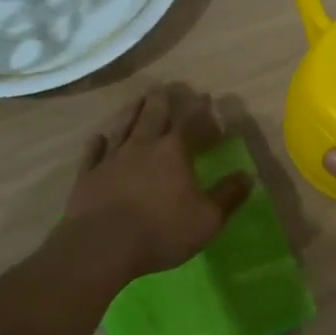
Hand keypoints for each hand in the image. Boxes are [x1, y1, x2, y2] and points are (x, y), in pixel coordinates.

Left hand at [63, 85, 252, 282]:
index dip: (198, 109)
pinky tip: (98, 137)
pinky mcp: (87, 176)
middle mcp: (141, 147)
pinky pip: (93, 153)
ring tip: (137, 100)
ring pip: (123, 127)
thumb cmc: (161, 231)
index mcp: (172, 152)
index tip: (205, 98)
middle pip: (152, 115)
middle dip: (161, 100)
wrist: (101, 247)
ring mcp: (111, 159)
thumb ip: (228, 196)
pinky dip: (97, 143)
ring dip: (131, 112)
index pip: (189, 122)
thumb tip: (247, 176)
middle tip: (163, 87)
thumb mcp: (207, 219)